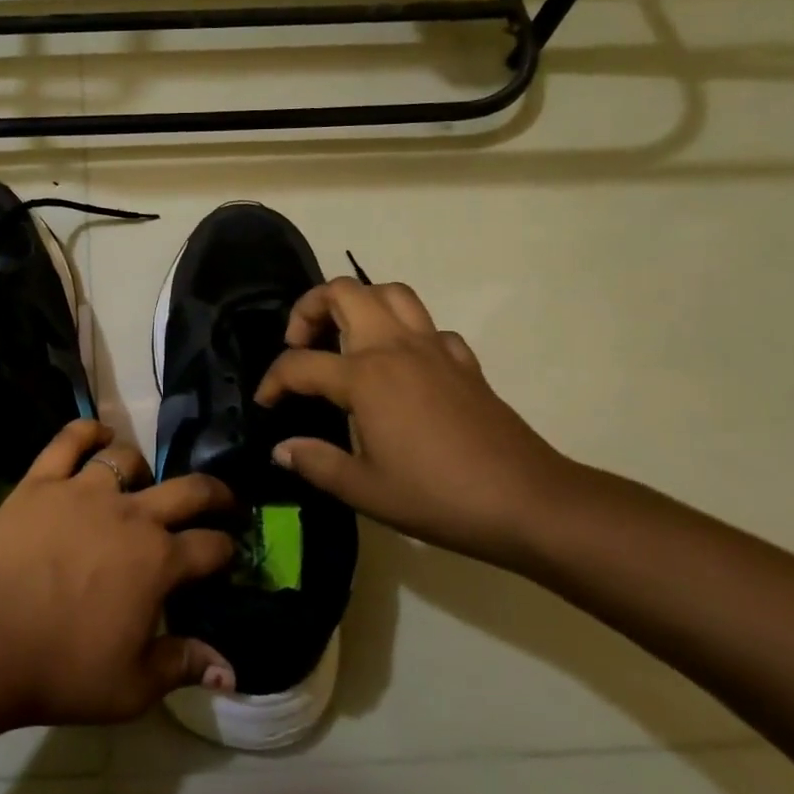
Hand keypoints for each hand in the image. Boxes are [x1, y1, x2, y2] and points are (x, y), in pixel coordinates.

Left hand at [0, 419, 239, 725]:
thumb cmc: (62, 669)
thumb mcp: (133, 686)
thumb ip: (184, 665)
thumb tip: (230, 668)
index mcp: (158, 562)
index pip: (211, 546)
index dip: (226, 549)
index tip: (226, 553)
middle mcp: (130, 515)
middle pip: (187, 490)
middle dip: (213, 493)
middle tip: (220, 500)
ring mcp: (83, 491)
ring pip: (126, 459)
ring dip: (141, 469)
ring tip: (138, 481)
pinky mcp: (41, 482)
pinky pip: (69, 440)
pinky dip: (88, 432)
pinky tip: (97, 437)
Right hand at [254, 279, 579, 564]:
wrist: (528, 501)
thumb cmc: (438, 496)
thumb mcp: (365, 490)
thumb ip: (316, 463)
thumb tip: (281, 449)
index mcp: (365, 376)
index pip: (300, 364)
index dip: (273, 380)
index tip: (265, 403)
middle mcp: (395, 347)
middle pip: (345, 292)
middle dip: (310, 308)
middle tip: (302, 344)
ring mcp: (434, 349)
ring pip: (391, 294)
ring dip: (360, 304)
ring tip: (346, 340)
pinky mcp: (464, 362)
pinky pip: (428, 327)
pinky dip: (406, 334)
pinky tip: (402, 367)